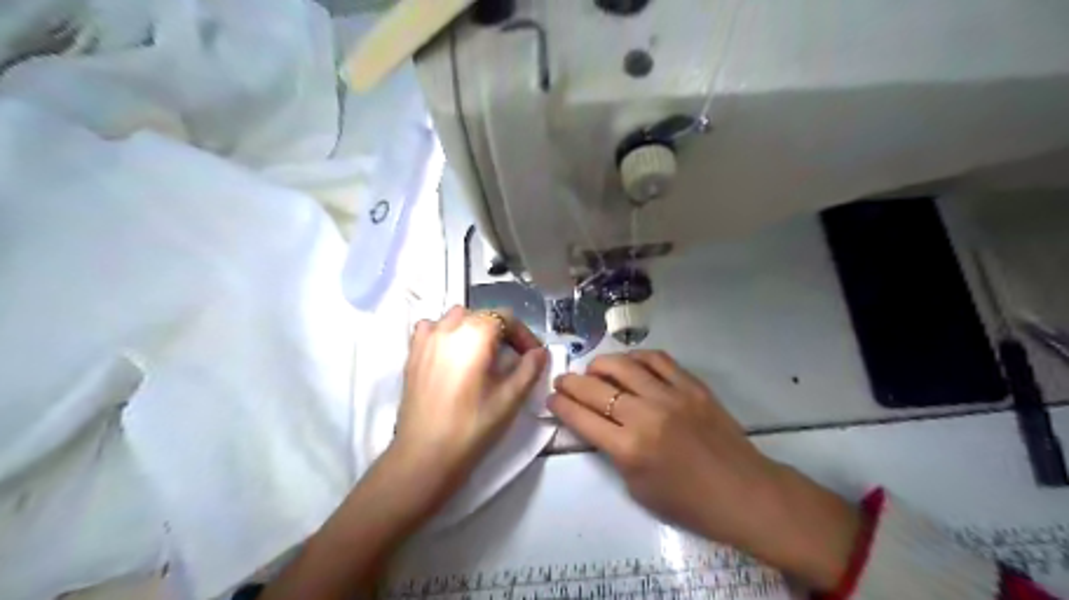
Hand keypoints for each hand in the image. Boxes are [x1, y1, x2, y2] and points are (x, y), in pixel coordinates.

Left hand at [388, 307, 546, 511]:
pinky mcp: (412, 353)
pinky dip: (445, 333)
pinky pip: (431, 328)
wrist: (425, 455)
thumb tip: (540, 352)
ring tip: (483, 356)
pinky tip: (451, 354)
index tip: (533, 357)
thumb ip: (530, 368)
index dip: (524, 335)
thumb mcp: (510, 398)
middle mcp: (449, 326)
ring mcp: (426, 338)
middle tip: (514, 359)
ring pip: (456, 318)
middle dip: (502, 332)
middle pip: (483, 316)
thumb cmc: (473, 426)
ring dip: (474, 329)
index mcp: (475, 333)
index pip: (507, 317)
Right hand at [551, 351, 857, 589]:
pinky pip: (658, 359)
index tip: (551, 398)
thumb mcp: (637, 487)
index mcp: (629, 449)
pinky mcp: (692, 385)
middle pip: (595, 389)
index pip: (582, 418)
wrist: (743, 492)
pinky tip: (628, 363)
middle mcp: (645, 416)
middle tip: (562, 381)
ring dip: (599, 364)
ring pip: (623, 366)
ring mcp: (670, 396)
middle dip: (570, 383)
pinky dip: (636, 357)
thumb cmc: (688, 502)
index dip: (561, 405)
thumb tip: (596, 423)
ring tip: (592, 369)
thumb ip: (613, 451)